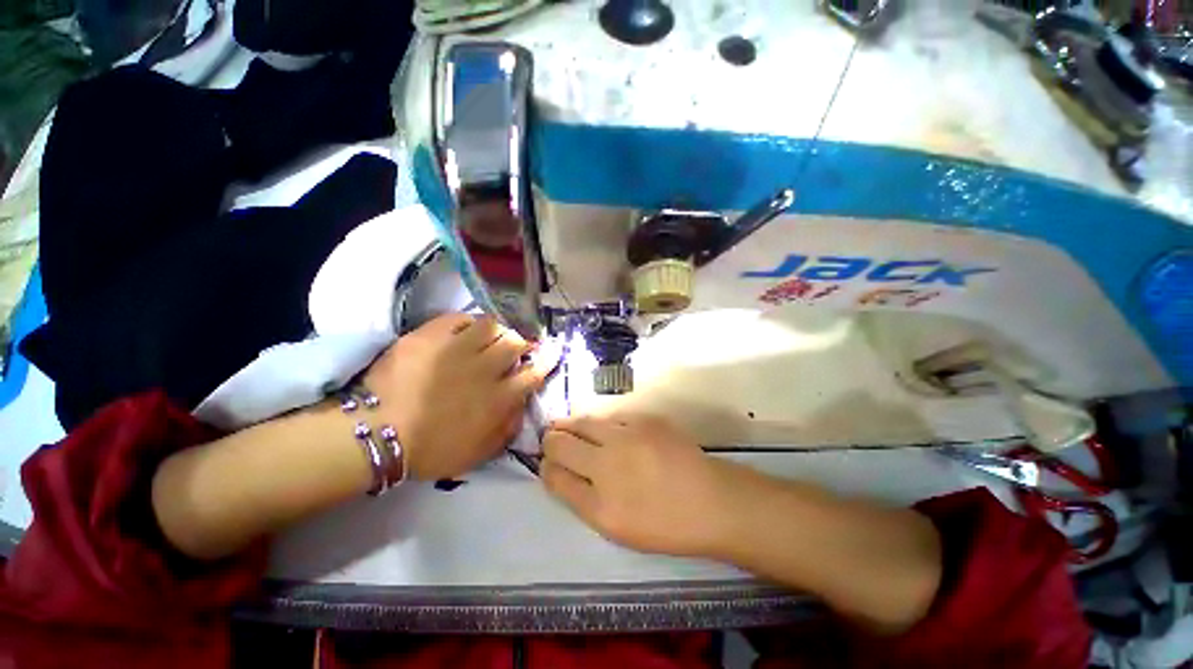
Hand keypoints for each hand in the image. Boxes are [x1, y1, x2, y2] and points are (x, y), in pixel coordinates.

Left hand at [364, 313, 555, 480]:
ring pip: (490, 325)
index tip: (551, 353)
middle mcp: (484, 369)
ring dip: (496, 330)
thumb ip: (507, 429)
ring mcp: (457, 349)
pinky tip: (464, 331)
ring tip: (489, 336)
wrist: (378, 434)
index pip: (533, 374)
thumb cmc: (430, 449)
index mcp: (498, 398)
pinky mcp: (430, 337)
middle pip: (515, 343)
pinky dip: (467, 322)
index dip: (545, 361)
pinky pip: (458, 318)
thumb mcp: (479, 452)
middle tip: (515, 346)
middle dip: (521, 342)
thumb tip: (521, 406)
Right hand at [542, 414, 751, 557]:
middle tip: (552, 441)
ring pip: (582, 422)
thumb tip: (561, 473)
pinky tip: (603, 429)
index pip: (554, 477)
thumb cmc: (665, 524)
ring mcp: (626, 437)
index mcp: (599, 506)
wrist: (712, 500)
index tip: (548, 464)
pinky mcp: (644, 420)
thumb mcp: (617, 529)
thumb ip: (584, 500)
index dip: (546, 468)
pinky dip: (599, 424)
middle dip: (550, 441)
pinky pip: (609, 417)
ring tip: (565, 427)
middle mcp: (607, 465)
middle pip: (559, 443)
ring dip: (569, 425)